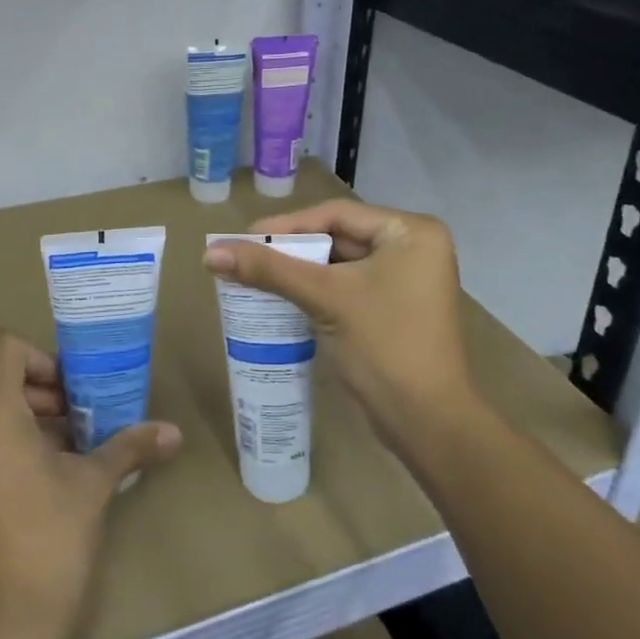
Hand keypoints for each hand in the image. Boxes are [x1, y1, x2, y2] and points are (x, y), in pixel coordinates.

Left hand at [0, 329, 181, 638]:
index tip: (74, 392)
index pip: (5, 348)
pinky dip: (4, 451)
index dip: (43, 358)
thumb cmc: (48, 545)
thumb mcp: (93, 487)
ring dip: (27, 423)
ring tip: (68, 454)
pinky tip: (41, 489)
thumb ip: (130, 447)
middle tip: (81, 421)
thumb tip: (174, 432)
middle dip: (43, 393)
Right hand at [202, 200, 474, 448]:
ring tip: (255, 275)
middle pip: (339, 236)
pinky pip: (349, 286)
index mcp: (410, 231)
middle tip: (246, 256)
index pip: (336, 215)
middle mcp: (414, 247)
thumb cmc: (384, 346)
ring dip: (301, 270)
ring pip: (341, 263)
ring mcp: (408, 280)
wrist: (428, 424)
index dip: (287, 224)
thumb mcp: (325, 298)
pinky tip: (282, 298)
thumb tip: (211, 252)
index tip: (244, 238)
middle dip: (292, 249)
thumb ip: (270, 270)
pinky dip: (317, 290)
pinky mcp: (397, 308)